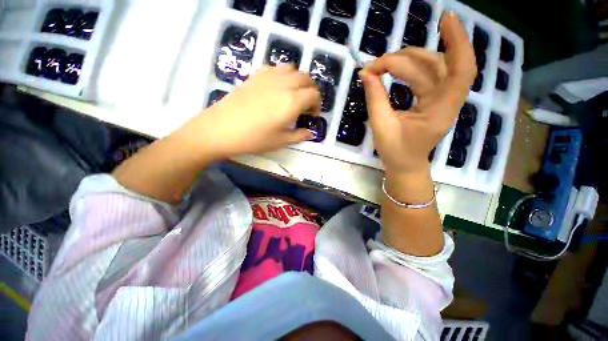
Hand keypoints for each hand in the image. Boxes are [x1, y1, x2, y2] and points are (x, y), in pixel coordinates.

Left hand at [183, 64, 320, 159]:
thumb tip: (310, 133)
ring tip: (293, 94)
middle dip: (311, 90)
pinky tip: (277, 88)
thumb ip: (299, 135)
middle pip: (306, 78)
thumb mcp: (280, 141)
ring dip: (298, 80)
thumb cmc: (253, 139)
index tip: (312, 115)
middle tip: (306, 105)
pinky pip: (276, 67)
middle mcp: (283, 84)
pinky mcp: (255, 74)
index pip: (314, 94)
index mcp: (291, 102)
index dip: (317, 105)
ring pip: (292, 68)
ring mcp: (268, 76)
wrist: (220, 129)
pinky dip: (283, 75)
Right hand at [359, 13, 475, 176]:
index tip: (445, 18)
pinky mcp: (432, 99)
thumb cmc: (395, 152)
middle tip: (373, 67)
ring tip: (380, 66)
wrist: (405, 165)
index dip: (458, 41)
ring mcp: (440, 99)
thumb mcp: (382, 127)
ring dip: (405, 62)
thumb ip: (375, 99)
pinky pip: (425, 76)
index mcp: (440, 110)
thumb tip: (366, 74)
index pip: (461, 70)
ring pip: (429, 68)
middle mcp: (446, 100)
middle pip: (434, 65)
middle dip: (402, 60)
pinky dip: (409, 68)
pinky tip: (394, 68)